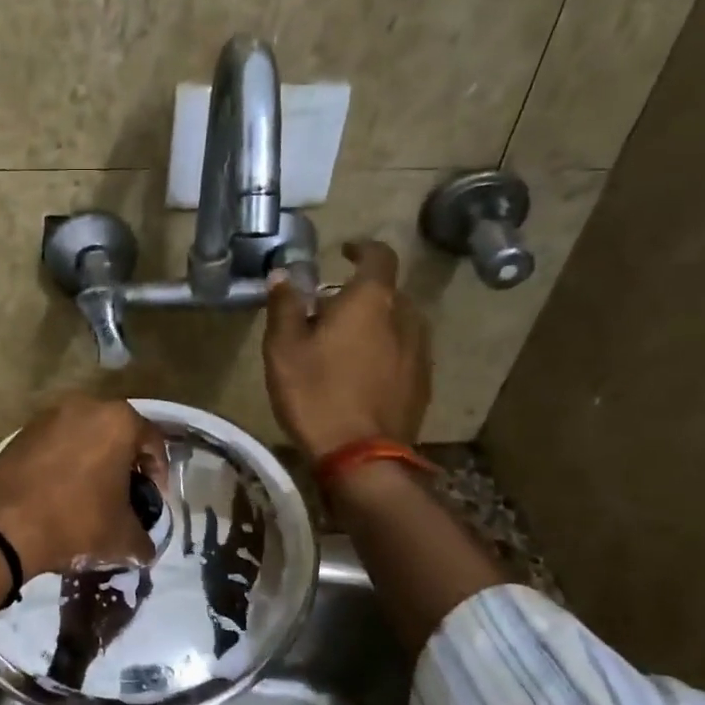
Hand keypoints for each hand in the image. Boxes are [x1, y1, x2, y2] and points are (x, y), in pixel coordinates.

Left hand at [0, 395, 167, 576]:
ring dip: (92, 463)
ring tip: (90, 498)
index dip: (158, 474)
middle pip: (116, 435)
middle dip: (124, 465)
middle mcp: (85, 406)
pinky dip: (63, 465)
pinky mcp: (20, 433)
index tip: (153, 500)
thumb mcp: (121, 538)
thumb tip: (144, 549)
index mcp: (118, 421)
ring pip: (83, 438)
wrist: (1, 525)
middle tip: (124, 497)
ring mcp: (48, 416)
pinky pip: (54, 446)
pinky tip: (59, 495)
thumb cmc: (75, 521)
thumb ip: (143, 540)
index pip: (153, 442)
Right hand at [263, 239, 430, 459]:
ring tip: (344, 345)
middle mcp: (405, 316)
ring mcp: (419, 351)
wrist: (362, 456)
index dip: (362, 249)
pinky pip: (403, 352)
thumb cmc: (316, 394)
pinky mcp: (422, 382)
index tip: (344, 252)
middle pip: (386, 292)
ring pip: (397, 323)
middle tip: (328, 311)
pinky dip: (384, 352)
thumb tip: (282, 275)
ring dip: (373, 324)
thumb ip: (284, 306)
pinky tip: (361, 375)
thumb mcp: (284, 348)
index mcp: (371, 300)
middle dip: (360, 294)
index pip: (379, 255)